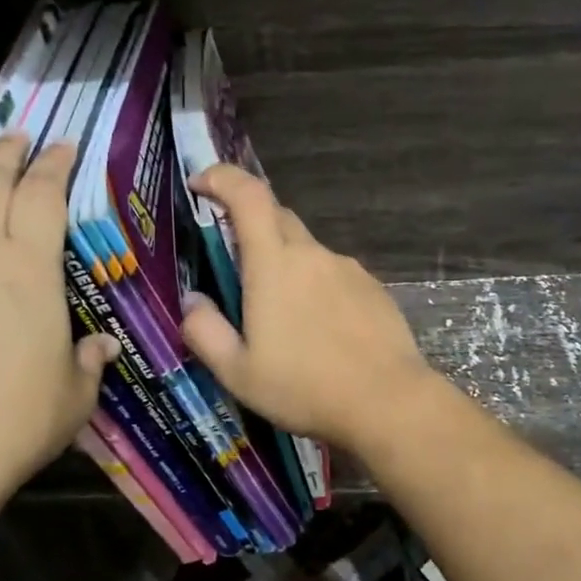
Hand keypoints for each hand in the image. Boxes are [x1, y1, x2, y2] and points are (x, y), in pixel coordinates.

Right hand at [180, 165, 435, 451]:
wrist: (388, 402)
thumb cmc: (304, 387)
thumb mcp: (238, 372)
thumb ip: (205, 331)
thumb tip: (192, 300)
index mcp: (273, 264)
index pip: (247, 195)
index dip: (221, 177)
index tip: (201, 183)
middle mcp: (312, 254)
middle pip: (276, 216)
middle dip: (249, 224)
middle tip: (234, 263)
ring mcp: (347, 268)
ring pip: (306, 249)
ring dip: (285, 263)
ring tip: (281, 315)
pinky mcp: (372, 287)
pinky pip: (333, 273)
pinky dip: (316, 286)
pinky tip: (319, 328)